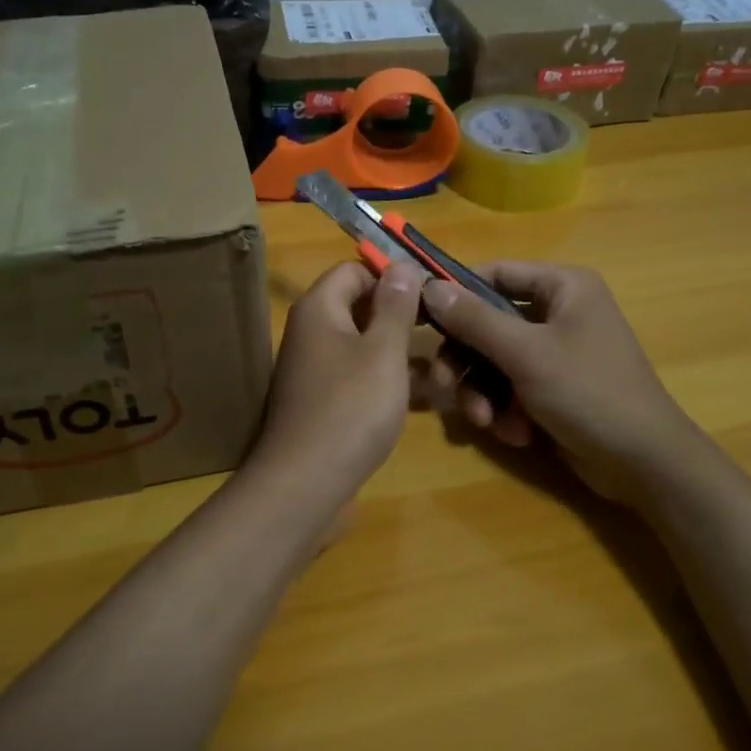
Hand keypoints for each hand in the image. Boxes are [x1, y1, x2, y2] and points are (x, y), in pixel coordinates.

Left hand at [250, 261, 424, 515]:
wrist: (305, 484)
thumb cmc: (350, 408)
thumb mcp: (383, 351)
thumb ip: (396, 306)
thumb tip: (403, 265)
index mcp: (319, 309)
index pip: (354, 270)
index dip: (392, 276)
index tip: (431, 294)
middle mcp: (311, 333)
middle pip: (360, 307)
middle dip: (403, 316)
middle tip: (444, 329)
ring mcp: (316, 370)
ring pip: (365, 346)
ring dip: (402, 352)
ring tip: (446, 367)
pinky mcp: (325, 402)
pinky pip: (361, 377)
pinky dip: (389, 380)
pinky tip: (426, 398)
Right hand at [422, 262, 697, 506]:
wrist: (643, 463)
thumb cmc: (589, 392)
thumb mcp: (526, 353)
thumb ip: (475, 320)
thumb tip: (428, 286)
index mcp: (563, 287)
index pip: (496, 273)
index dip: (457, 292)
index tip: (421, 316)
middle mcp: (559, 312)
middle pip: (488, 322)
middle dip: (466, 360)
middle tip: (443, 385)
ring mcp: (556, 352)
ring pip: (494, 360)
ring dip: (483, 392)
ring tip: (486, 421)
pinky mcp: (553, 388)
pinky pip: (510, 387)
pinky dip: (506, 409)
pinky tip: (517, 433)